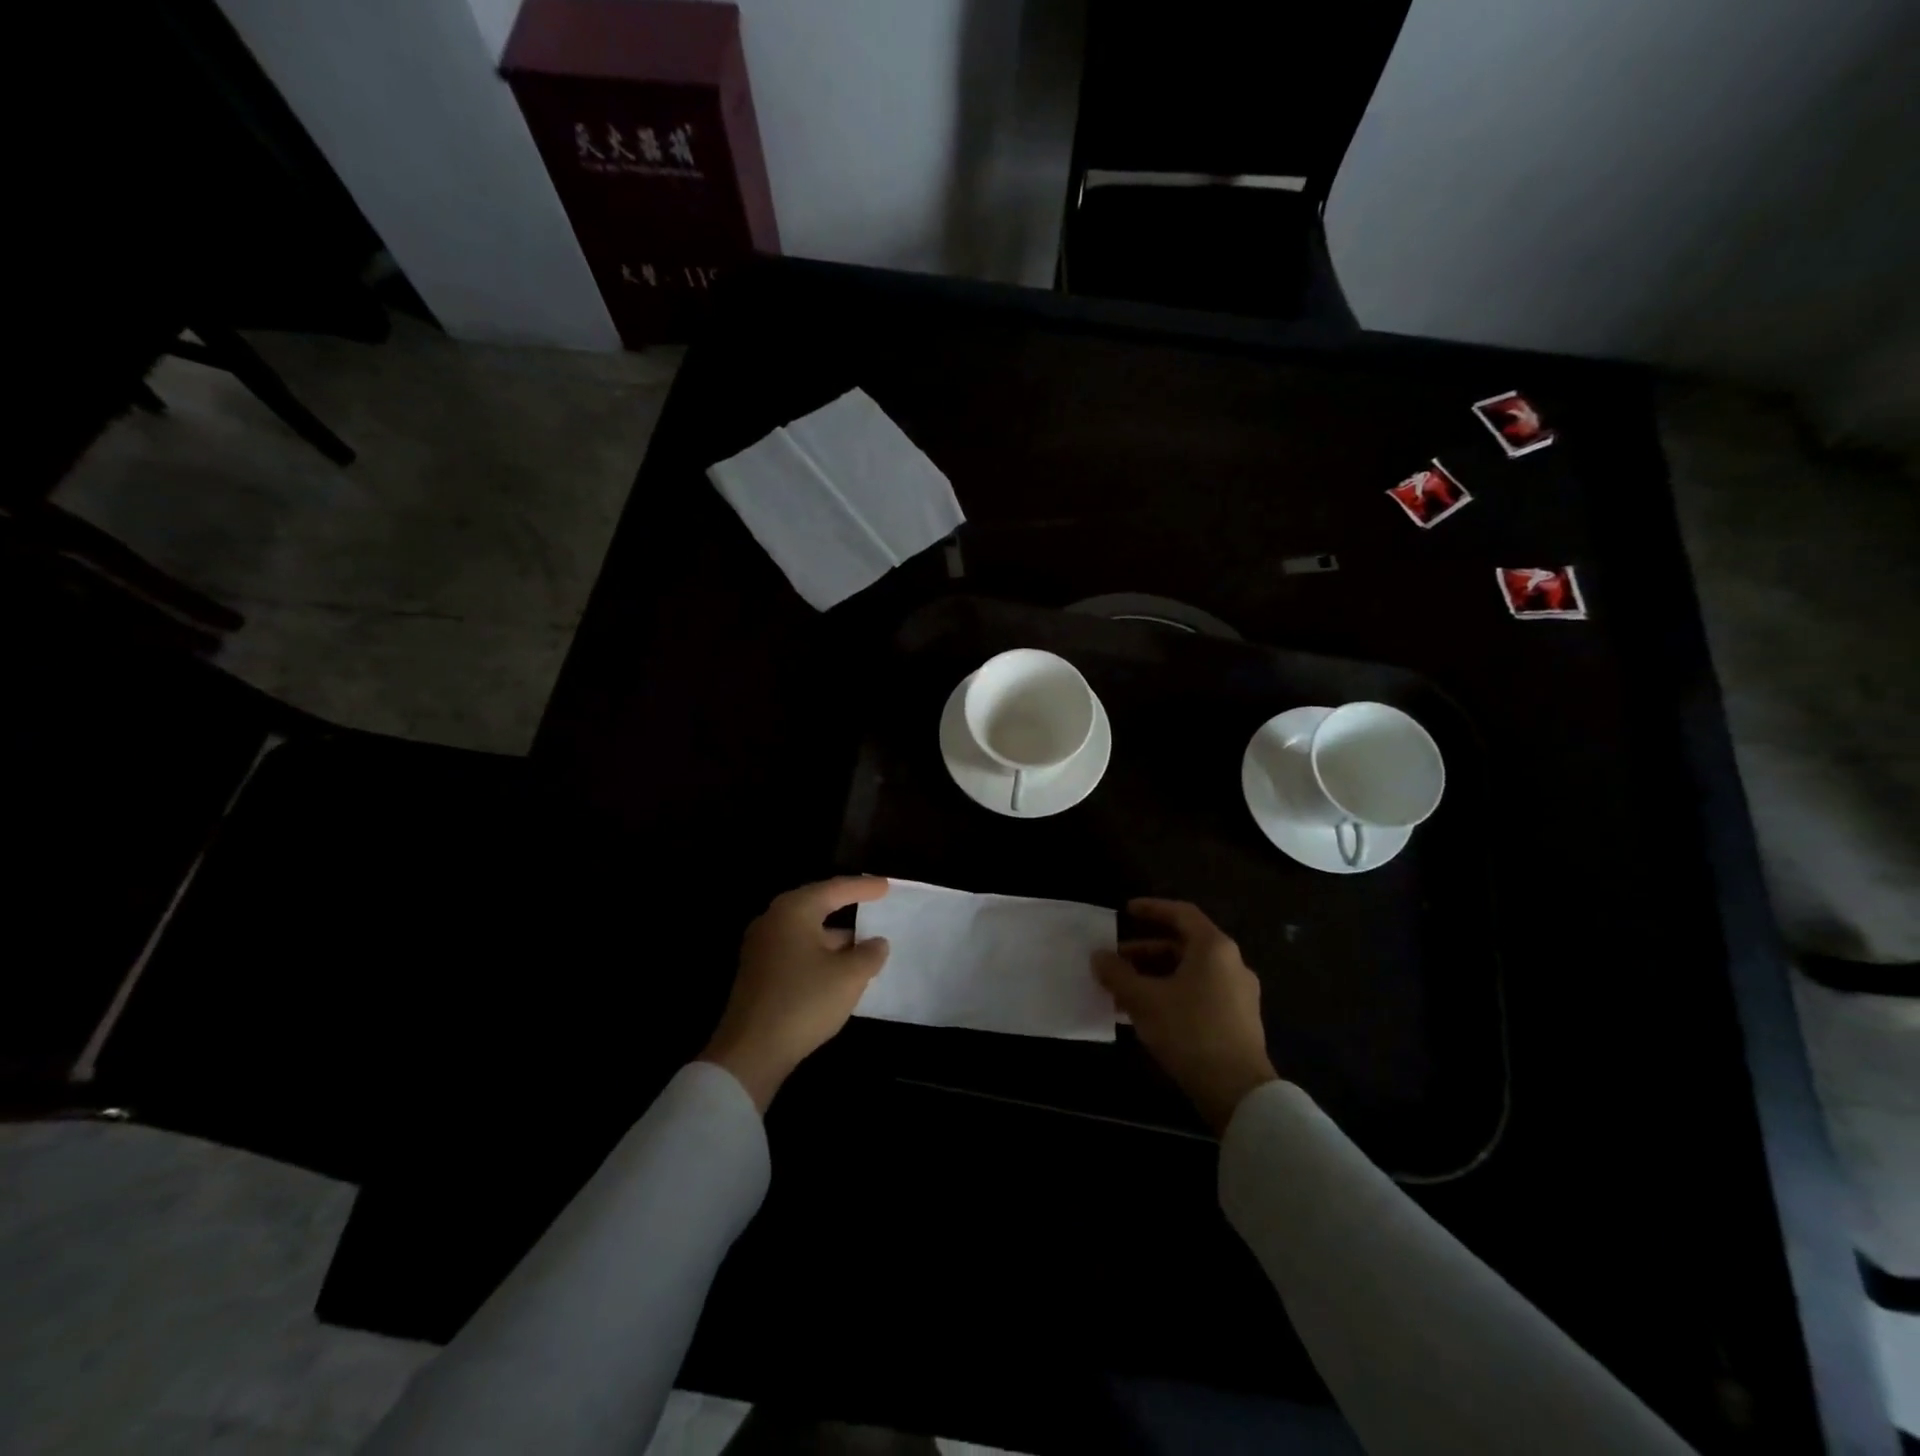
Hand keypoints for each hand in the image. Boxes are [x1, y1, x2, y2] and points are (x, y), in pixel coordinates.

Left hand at [699, 877, 890, 1111]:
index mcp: (794, 911)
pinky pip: (796, 951)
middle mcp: (773, 921)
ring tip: (865, 944)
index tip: (886, 886)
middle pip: (817, 906)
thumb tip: (876, 943)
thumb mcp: (849, 976)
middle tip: (874, 905)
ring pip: (807, 932)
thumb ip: (869, 954)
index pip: (835, 889)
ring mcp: (761, 948)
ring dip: (835, 938)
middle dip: (847, 908)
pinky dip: (820, 954)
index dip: (863, 888)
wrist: (751, 1052)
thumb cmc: (804, 1001)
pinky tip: (839, 970)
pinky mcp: (758, 973)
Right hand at [1094, 898, 1278, 1132]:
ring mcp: (1238, 994)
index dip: (1153, 909)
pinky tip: (1147, 1016)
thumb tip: (1098, 956)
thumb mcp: (1144, 1001)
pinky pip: (1199, 994)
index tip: (1127, 911)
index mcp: (1214, 948)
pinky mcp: (1239, 1021)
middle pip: (1184, 946)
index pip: (1182, 914)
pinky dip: (1172, 994)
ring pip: (1190, 973)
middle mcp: (1231, 964)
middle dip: (1146, 952)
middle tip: (1117, 961)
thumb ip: (1118, 975)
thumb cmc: (1190, 1032)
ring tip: (1124, 993)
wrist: (1239, 1092)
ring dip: (1156, 977)